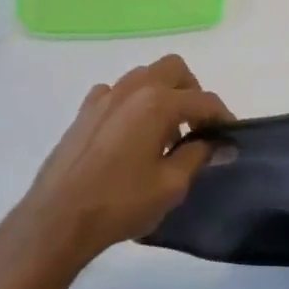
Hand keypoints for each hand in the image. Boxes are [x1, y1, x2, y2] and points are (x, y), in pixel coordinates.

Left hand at [0, 55, 233, 274]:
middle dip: (192, 92)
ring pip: (144, 76)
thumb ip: (199, 156)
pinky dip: (131, 103)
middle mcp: (132, 89)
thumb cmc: (120, 203)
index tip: (230, 138)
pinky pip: (116, 92)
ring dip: (162, 94)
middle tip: (196, 126)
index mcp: (157, 103)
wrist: (57, 219)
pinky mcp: (84, 112)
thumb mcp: (171, 185)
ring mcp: (104, 97)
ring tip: (164, 134)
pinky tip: (130, 134)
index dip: (223, 117)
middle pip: (174, 69)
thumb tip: (220, 143)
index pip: (203, 100)